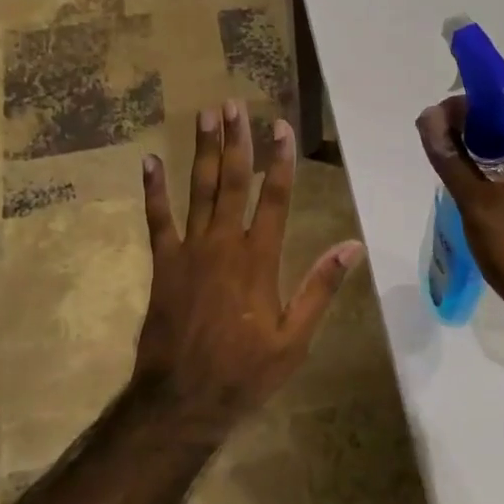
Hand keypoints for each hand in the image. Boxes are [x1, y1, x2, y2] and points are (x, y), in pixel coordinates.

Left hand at [134, 101, 365, 420]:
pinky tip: (150, 161)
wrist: (183, 399)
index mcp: (259, 260)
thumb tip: (353, 247)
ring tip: (205, 115)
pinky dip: (154, 190)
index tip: (281, 126)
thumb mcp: (295, 338)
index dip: (279, 160)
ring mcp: (189, 251)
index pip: (275, 198)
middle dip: (236, 141)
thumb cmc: (245, 371)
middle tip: (233, 104)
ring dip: (203, 151)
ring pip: (198, 191)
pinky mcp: (163, 264)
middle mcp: (223, 245)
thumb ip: (320, 288)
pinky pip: (157, 220)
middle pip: (232, 182)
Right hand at [416, 95, 503, 340]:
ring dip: (470, 151)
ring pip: (499, 154)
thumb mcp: (479, 204)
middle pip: (501, 129)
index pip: (503, 107)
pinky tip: (457, 185)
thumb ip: (452, 160)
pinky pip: (501, 178)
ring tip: (438, 157)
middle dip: (465, 127)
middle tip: (430, 139)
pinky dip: (478, 175)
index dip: (469, 104)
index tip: (434, 115)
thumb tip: (428, 116)